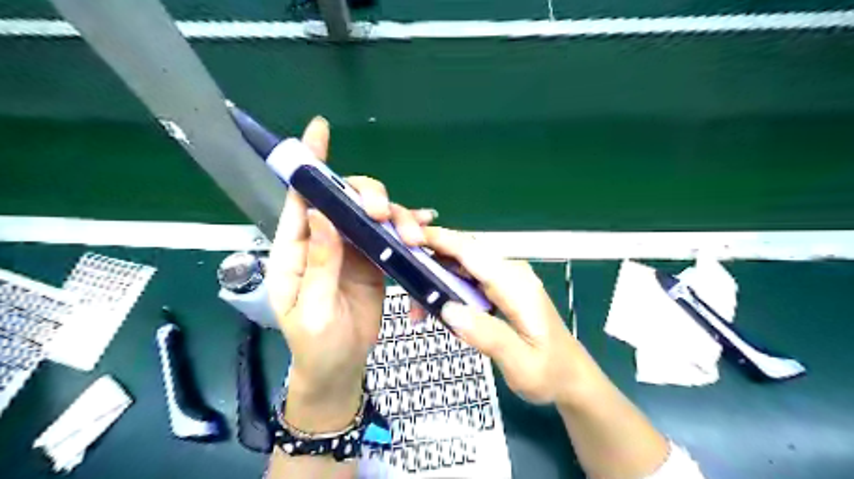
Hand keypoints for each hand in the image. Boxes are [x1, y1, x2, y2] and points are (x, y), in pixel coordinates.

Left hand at [269, 116, 436, 429]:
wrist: (339, 368)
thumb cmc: (316, 345)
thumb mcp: (312, 309)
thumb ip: (318, 263)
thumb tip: (320, 213)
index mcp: (297, 249)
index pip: (301, 198)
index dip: (310, 164)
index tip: (319, 130)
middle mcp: (325, 240)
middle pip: (346, 200)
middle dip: (368, 196)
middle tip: (384, 215)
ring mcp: (352, 249)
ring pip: (374, 216)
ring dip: (396, 217)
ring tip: (412, 236)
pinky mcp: (374, 260)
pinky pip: (391, 236)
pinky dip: (408, 229)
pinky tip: (425, 228)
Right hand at [424, 226, 599, 405]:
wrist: (571, 376)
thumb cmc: (550, 372)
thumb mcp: (521, 364)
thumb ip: (488, 335)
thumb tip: (449, 309)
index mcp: (517, 285)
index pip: (472, 252)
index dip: (439, 240)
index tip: (407, 238)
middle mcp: (510, 273)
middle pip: (462, 255)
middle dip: (429, 266)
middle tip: (410, 299)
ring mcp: (505, 279)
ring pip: (461, 267)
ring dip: (436, 282)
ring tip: (420, 314)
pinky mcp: (500, 288)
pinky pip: (467, 280)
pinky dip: (447, 290)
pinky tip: (439, 312)